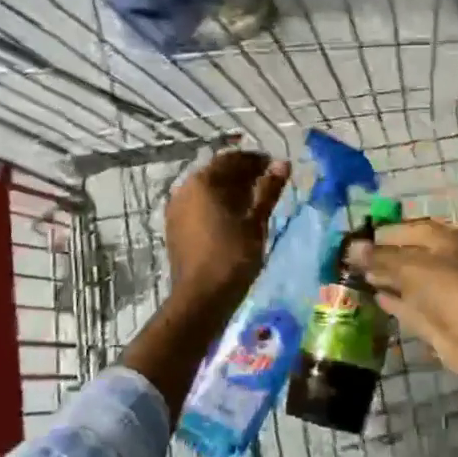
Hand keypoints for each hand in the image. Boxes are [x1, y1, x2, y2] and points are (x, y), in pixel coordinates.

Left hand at [166, 149, 289, 310]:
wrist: (202, 297)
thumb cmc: (234, 256)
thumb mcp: (256, 221)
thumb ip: (269, 189)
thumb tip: (283, 163)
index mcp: (204, 182)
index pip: (233, 159)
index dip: (256, 161)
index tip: (275, 169)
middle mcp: (185, 189)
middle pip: (217, 172)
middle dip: (243, 175)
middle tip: (267, 185)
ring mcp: (176, 208)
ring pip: (207, 189)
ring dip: (229, 190)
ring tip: (254, 203)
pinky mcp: (174, 227)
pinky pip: (198, 205)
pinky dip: (216, 205)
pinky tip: (233, 219)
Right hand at [345, 220, 457, 382]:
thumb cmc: (445, 287)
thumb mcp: (409, 266)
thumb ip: (379, 257)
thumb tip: (351, 247)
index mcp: (445, 240)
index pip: (411, 229)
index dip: (385, 234)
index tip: (358, 239)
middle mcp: (444, 262)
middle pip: (409, 255)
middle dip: (382, 257)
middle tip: (352, 259)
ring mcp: (439, 291)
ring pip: (407, 280)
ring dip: (385, 278)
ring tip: (358, 275)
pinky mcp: (433, 317)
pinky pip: (409, 303)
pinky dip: (393, 300)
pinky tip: (373, 296)